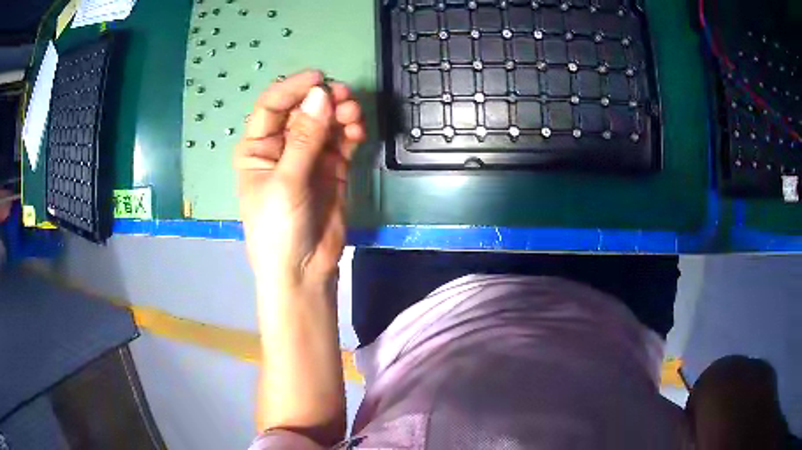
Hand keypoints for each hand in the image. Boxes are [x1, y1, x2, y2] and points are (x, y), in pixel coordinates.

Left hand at [235, 71, 365, 290]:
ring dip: (340, 114)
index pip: (272, 106)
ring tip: (354, 116)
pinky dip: (350, 132)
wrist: (303, 271)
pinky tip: (357, 132)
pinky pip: (341, 141)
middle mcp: (281, 147)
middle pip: (303, 110)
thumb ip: (304, 138)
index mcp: (256, 148)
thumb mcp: (286, 182)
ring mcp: (308, 157)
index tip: (320, 78)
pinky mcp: (332, 169)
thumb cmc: (278, 228)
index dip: (293, 87)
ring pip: (325, 123)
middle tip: (345, 98)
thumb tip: (321, 95)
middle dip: (323, 101)